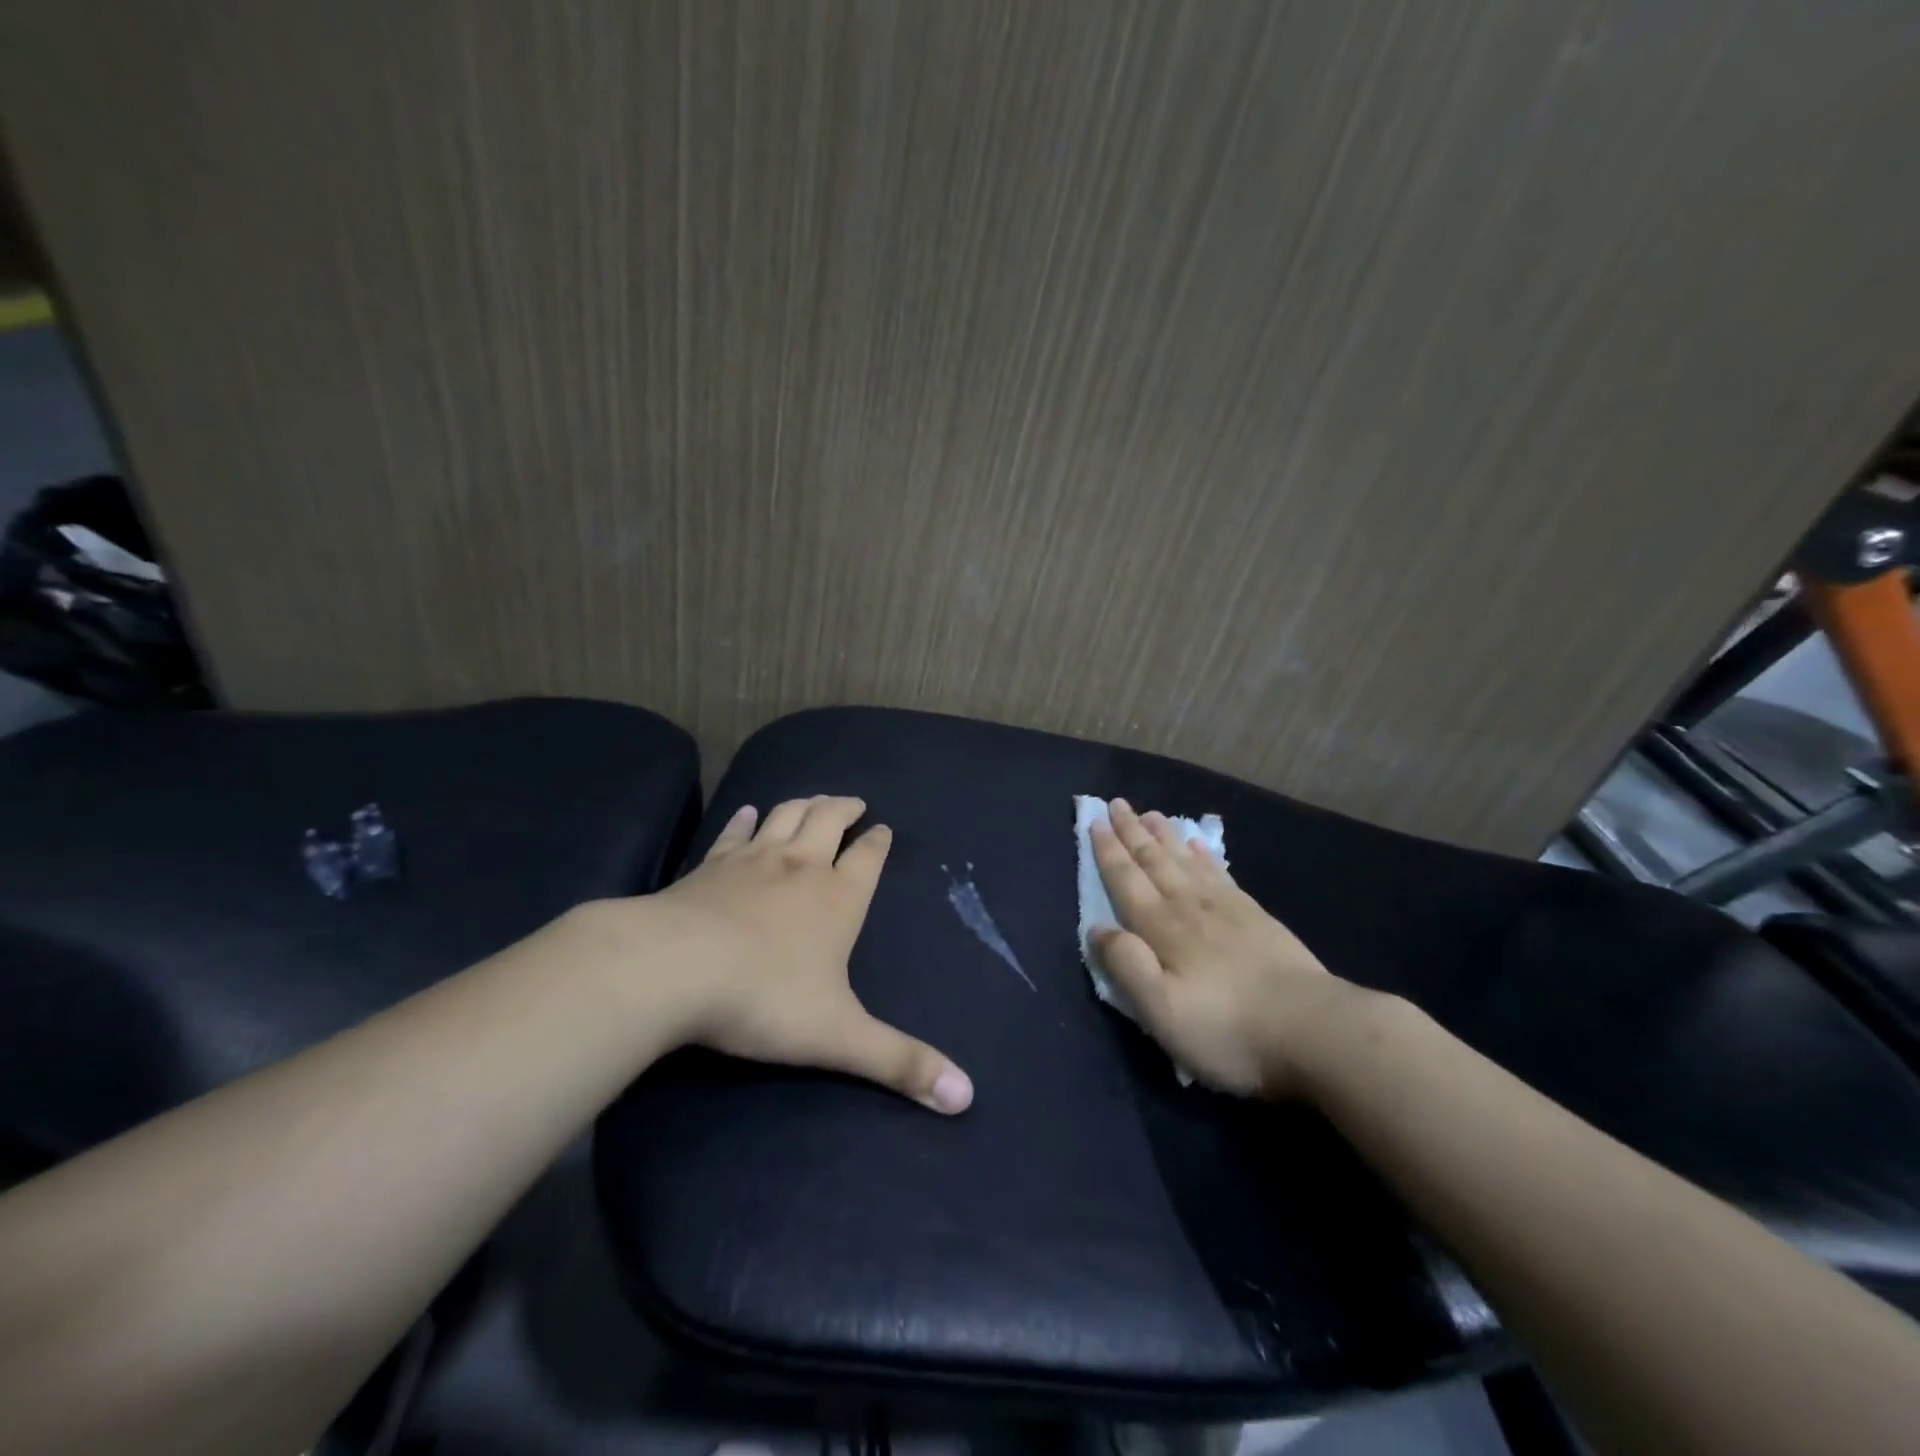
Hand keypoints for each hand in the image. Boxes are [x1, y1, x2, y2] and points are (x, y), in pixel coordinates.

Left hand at [638, 795, 973, 1113]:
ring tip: (814, 798)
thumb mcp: (839, 1037)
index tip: (884, 829)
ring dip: (803, 804)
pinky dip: (745, 820)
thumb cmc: (764, 998)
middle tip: (854, 802)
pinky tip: (747, 812)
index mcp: (837, 898)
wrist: (671, 970)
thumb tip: (966, 1096)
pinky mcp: (708, 867)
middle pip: (827, 821)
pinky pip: (733, 834)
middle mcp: (799, 867)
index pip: (867, 858)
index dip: (878, 842)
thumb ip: (901, 1064)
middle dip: (844, 809)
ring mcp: (751, 861)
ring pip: (784, 816)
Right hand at [1089, 798, 1359, 1097]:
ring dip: (1164, 836)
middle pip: (1154, 861)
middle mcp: (1189, 907)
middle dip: (1132, 833)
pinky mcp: (1256, 917)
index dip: (1108, 851)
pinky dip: (1203, 856)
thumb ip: (1126, 965)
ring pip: (1185, 861)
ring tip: (1151, 814)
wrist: (1313, 1029)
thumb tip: (1096, 929)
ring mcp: (1226, 908)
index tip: (1095, 821)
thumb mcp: (1161, 1010)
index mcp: (1161, 928)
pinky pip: (1219, 873)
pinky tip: (1198, 845)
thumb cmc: (1227, 1027)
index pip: (1126, 880)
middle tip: (1117, 803)